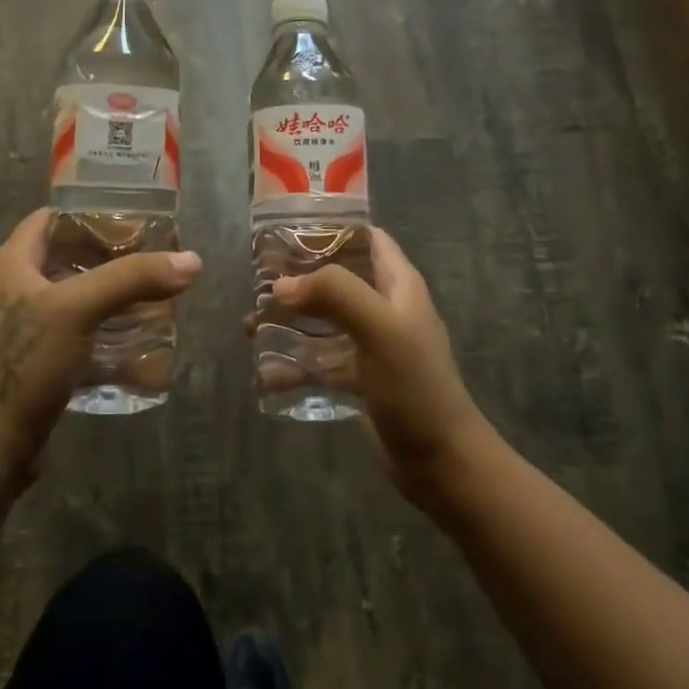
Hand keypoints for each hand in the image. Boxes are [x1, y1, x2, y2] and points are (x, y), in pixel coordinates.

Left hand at [0, 209, 201, 480]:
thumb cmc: (25, 364)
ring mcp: (23, 328)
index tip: (135, 221)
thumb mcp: (78, 310)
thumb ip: (132, 279)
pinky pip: (76, 333)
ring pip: (75, 297)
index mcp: (12, 264)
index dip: (91, 213)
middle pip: (68, 257)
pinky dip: (104, 331)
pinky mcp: (36, 361)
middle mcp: (14, 289)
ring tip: (154, 296)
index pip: (52, 218)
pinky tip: (136, 340)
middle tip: (153, 260)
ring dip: (111, 295)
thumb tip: (191, 260)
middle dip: (111, 257)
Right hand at [268, 230, 499, 510]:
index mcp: (398, 285)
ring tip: (248, 326)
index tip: (286, 229)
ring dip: (288, 321)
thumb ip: (335, 294)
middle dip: (297, 277)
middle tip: (256, 280)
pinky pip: (319, 362)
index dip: (330, 227)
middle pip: (336, 278)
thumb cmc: (414, 385)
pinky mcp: (359, 378)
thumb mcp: (380, 328)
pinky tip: (265, 375)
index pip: (366, 237)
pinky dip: (294, 365)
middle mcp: (384, 308)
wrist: (440, 461)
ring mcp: (371, 344)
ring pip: (322, 320)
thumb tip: (281, 286)